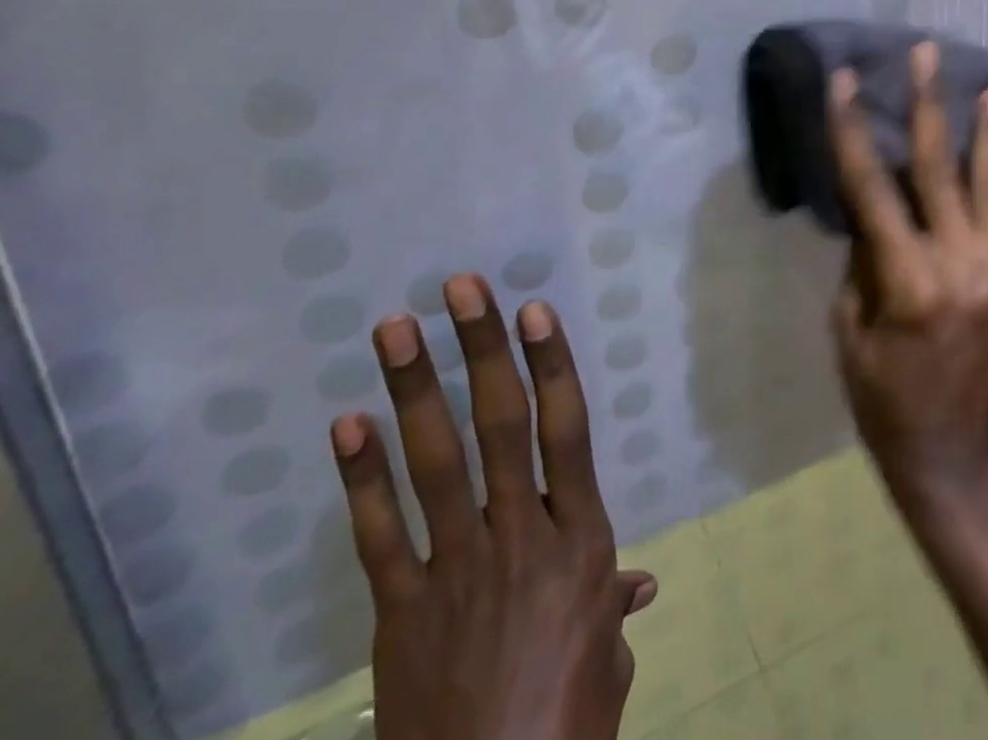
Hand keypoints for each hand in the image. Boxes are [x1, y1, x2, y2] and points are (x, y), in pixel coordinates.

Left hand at [329, 275, 656, 739]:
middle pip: (503, 424)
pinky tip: (348, 425)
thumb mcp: (606, 662)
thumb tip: (639, 583)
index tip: (533, 310)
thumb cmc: (566, 724)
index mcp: (580, 539)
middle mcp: (522, 535)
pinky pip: (379, 536)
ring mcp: (457, 569)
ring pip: (437, 462)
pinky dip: (362, 478)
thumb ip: (614, 607)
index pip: (567, 429)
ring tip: (393, 329)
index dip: (551, 363)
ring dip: (415, 388)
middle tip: (460, 290)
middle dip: (481, 349)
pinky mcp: (402, 612)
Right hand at [826, 40, 987, 507]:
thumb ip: (867, 260)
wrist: (962, 460)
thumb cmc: (885, 401)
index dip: (853, 130)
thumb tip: (880, 206)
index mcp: (910, 285)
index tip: (845, 80)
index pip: (872, 189)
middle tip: (930, 52)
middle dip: (930, 105)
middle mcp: (967, 272)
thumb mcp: (851, 332)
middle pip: (940, 171)